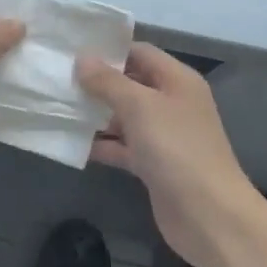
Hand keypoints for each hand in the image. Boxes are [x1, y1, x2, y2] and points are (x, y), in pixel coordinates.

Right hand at [77, 44, 263, 266]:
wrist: (209, 216)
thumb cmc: (177, 149)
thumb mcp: (140, 107)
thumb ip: (108, 82)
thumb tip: (82, 58)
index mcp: (177, 80)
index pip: (140, 52)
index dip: (109, 50)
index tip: (72, 50)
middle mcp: (172, 103)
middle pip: (130, 84)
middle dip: (97, 83)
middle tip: (58, 79)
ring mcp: (163, 136)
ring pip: (124, 117)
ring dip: (96, 115)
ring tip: (57, 108)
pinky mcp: (154, 164)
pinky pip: (123, 147)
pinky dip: (102, 145)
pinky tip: (72, 144)